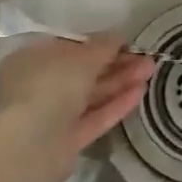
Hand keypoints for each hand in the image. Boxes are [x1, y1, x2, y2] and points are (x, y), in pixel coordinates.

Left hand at [0, 35, 155, 176]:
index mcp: (31, 60)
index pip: (69, 48)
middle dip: (116, 64)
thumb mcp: (81, 58)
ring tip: (150, 71)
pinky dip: (115, 105)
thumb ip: (103, 46)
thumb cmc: (50, 86)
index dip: (99, 44)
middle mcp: (38, 86)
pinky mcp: (66, 140)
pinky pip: (93, 118)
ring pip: (91, 95)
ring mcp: (51, 115)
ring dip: (120, 82)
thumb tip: (118, 36)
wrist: (32, 145)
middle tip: (146, 58)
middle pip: (83, 72)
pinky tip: (140, 93)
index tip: (126, 43)